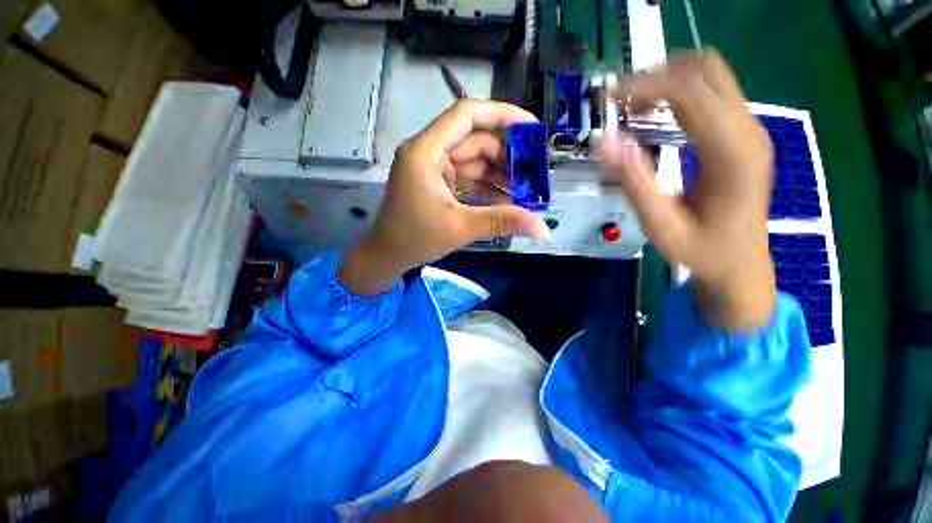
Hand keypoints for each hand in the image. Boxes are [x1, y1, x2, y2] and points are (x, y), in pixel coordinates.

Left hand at [341, 100, 550, 295]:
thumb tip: (543, 230)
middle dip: (506, 159)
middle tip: (533, 176)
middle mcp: (429, 152)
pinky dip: (486, 189)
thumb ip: (502, 222)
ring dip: (499, 177)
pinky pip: (467, 179)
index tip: (532, 128)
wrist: (387, 256)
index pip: (466, 115)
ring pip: (474, 163)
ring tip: (525, 193)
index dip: (502, 115)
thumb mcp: (461, 227)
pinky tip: (507, 202)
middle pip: (475, 142)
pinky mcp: (438, 183)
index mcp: (426, 151)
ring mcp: (433, 168)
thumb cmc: (415, 239)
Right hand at [600, 49, 775, 329]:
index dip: (647, 85)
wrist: (740, 263)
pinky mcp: (741, 135)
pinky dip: (679, 93)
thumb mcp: (660, 225)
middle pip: (706, 70)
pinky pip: (712, 94)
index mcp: (732, 154)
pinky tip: (655, 114)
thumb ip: (633, 183)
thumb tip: (604, 143)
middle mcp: (748, 131)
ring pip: (711, 75)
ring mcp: (749, 130)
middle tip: (620, 101)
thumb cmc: (701, 251)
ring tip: (633, 107)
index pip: (691, 91)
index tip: (610, 98)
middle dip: (658, 76)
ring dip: (668, 81)